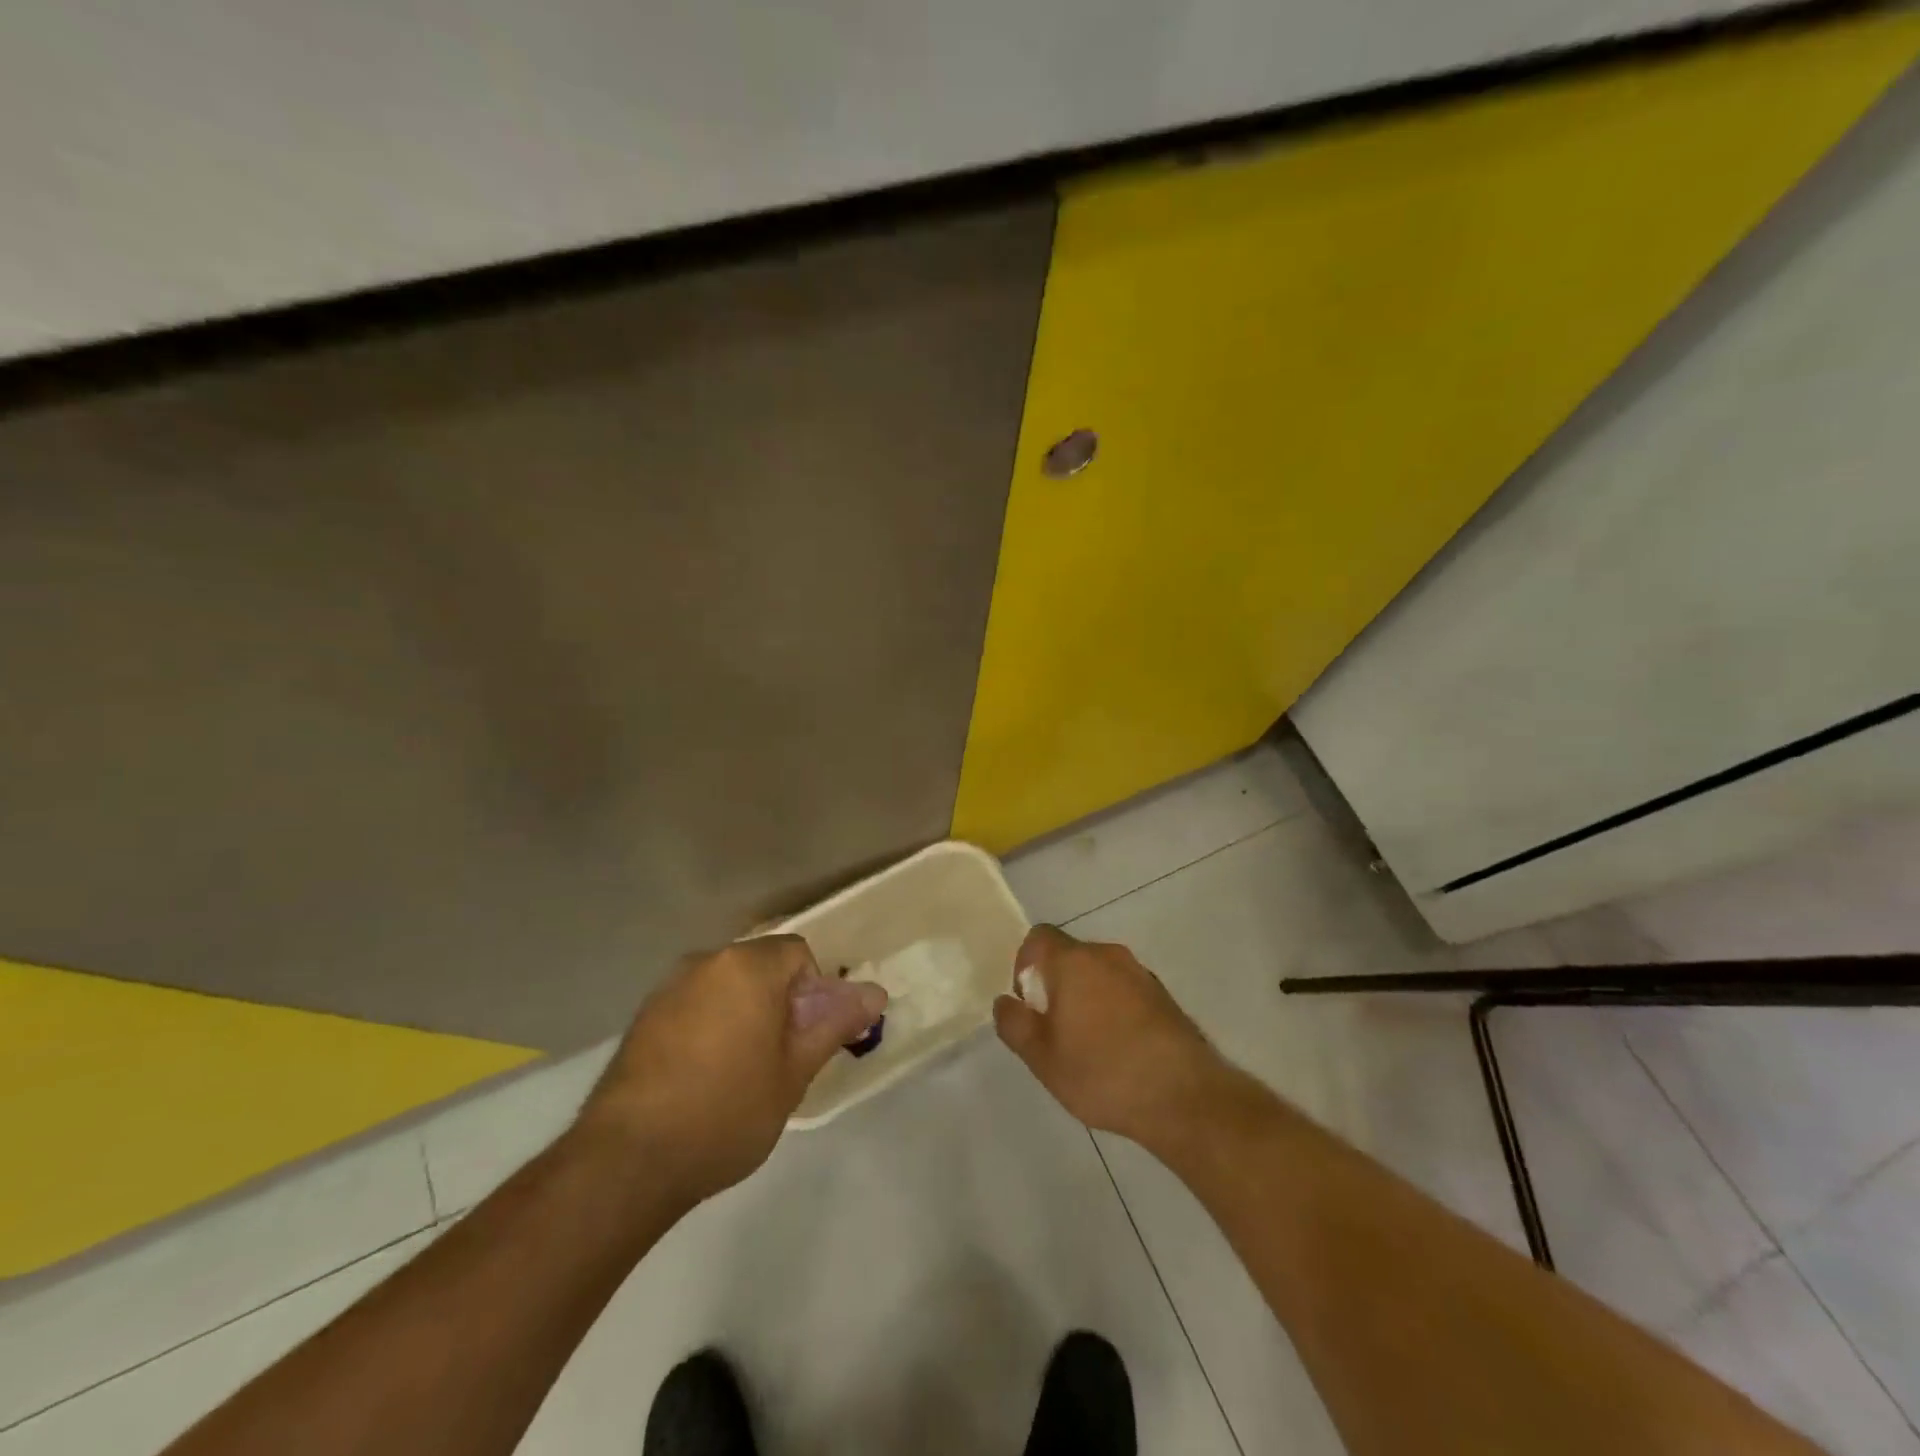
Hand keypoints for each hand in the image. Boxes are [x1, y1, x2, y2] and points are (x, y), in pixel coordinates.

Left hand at [576, 935, 886, 1205]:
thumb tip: (874, 992)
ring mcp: (668, 988)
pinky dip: (709, 1027)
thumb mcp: (794, 1073)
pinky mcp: (642, 1018)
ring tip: (742, 1073)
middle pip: (760, 967)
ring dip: (744, 1014)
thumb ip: (835, 1024)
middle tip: (781, 1059)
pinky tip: (702, 1079)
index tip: (807, 1039)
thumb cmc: (726, 1111)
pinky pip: (693, 1006)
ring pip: (725, 987)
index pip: (798, 954)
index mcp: (747, 966)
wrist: (626, 1161)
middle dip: (779, 1003)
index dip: (814, 992)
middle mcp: (706, 962)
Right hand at [993, 925, 1231, 1145]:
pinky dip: (1113, 1009)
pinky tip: (1119, 1051)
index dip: (1025, 965)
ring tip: (1087, 1046)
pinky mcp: (1163, 995)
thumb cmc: (1103, 1073)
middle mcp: (1107, 955)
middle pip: (1069, 955)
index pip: (1039, 937)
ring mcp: (1140, 973)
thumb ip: (1015, 1024)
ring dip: (1086, 997)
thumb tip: (1005, 1002)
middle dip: (1055, 985)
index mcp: (1074, 961)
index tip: (1029, 1004)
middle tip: (1054, 1031)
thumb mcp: (1042, 1058)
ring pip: (1098, 974)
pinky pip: (1124, 990)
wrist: (1184, 1096)